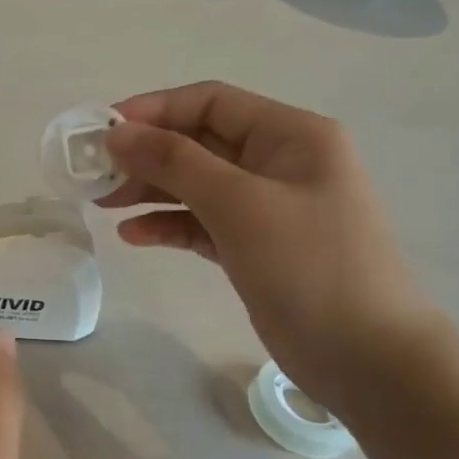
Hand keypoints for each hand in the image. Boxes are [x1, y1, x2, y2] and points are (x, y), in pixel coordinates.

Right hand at [102, 82, 440, 411]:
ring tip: (102, 203)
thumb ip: (175, 162)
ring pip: (197, 185)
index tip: (101, 131)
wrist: (366, 356)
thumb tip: (118, 132)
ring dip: (150, 190)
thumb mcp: (238, 204)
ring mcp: (268, 208)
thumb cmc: (308, 265)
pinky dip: (168, 226)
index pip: (211, 103)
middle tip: (92, 174)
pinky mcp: (255, 248)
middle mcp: (279, 163)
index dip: (153, 110)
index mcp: (290, 135)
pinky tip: (132, 236)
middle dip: (146, 154)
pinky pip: (203, 224)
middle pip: (199, 143)